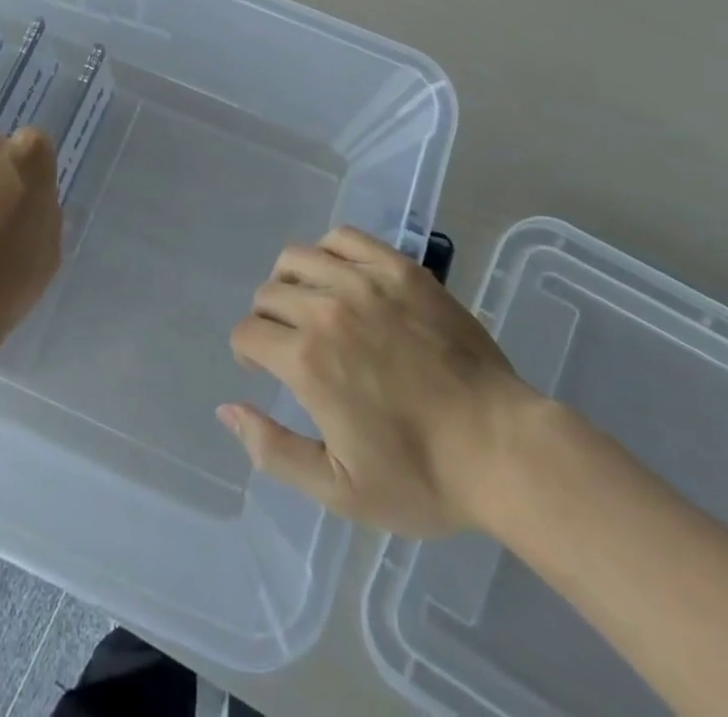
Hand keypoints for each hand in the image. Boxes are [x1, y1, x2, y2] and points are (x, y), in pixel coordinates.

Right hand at [219, 226, 540, 537]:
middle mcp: (327, 309)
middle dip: (266, 320)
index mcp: (307, 361)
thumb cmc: (420, 476)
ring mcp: (366, 281)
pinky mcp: (400, 268)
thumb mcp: (338, 489)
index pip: (248, 332)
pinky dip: (328, 250)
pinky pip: (345, 237)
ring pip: (298, 258)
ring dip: (290, 281)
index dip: (247, 353)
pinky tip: (340, 276)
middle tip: (289, 345)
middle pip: (268, 293)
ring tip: (310, 305)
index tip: (263, 370)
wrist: (501, 448)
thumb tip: (226, 408)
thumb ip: (272, 449)